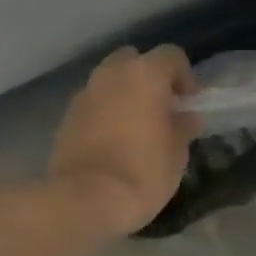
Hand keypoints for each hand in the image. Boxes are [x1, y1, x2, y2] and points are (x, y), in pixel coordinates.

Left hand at [49, 45, 200, 236]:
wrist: (83, 199)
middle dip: (148, 77)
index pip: (170, 55)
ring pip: (109, 80)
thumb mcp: (176, 155)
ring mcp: (84, 94)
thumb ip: (182, 129)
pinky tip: (113, 140)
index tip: (189, 101)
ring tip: (136, 125)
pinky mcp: (66, 116)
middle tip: (160, 106)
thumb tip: (186, 118)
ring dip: (124, 94)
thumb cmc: (141, 173)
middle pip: (133, 60)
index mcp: (144, 75)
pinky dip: (105, 112)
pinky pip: (93, 103)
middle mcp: (111, 74)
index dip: (184, 75)